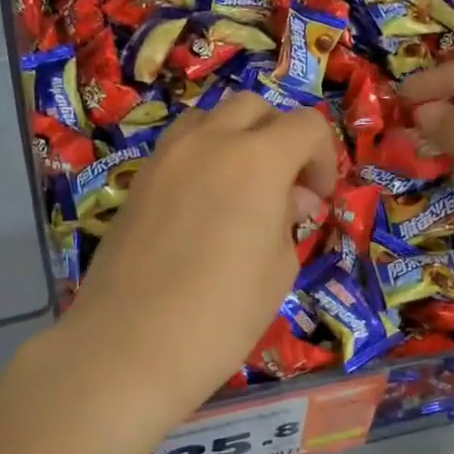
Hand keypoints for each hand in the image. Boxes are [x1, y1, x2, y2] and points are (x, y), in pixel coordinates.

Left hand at [54, 93, 337, 427]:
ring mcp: (165, 157)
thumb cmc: (221, 314)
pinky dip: (202, 158)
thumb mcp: (278, 268)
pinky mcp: (137, 181)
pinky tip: (204, 206)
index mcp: (256, 158)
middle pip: (254, 108)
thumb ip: (287, 218)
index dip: (323, 156)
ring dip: (236, 140)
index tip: (318, 198)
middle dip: (279, 137)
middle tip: (285, 186)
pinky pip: (179, 148)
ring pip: (210, 119)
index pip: (306, 125)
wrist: (130, 345)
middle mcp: (208, 141)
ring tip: (242, 190)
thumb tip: (290, 197)